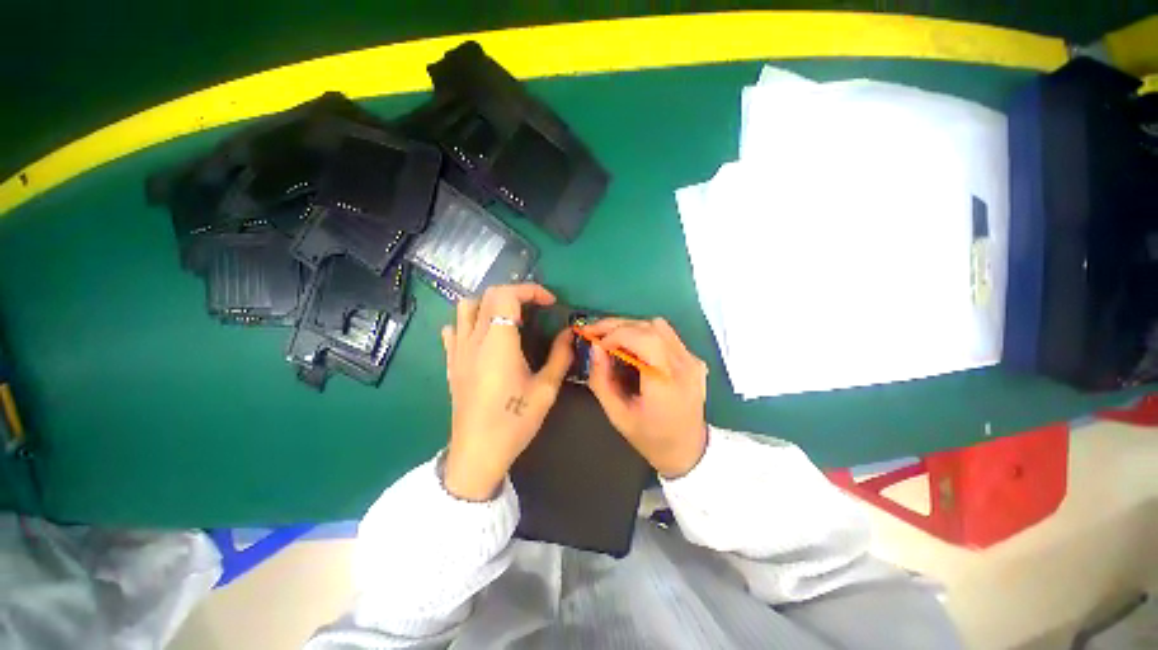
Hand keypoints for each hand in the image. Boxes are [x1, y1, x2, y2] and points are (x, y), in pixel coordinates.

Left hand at [440, 284, 572, 500]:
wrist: (478, 453)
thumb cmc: (514, 421)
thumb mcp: (546, 389)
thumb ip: (560, 356)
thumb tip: (569, 333)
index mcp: (499, 342)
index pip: (507, 295)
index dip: (531, 290)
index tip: (550, 302)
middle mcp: (474, 339)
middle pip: (489, 295)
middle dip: (516, 294)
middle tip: (535, 309)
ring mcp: (458, 350)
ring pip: (466, 307)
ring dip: (490, 303)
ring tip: (509, 318)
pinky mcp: (451, 363)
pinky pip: (454, 330)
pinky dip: (469, 322)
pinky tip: (483, 336)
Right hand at [584, 317, 708, 477]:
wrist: (688, 450)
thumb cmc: (650, 438)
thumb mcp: (617, 415)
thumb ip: (601, 380)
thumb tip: (595, 347)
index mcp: (666, 383)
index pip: (644, 339)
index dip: (617, 333)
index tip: (596, 341)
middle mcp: (684, 365)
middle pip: (650, 328)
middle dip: (618, 326)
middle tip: (596, 331)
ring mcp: (692, 360)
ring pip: (659, 326)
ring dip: (631, 327)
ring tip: (612, 338)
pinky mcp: (694, 359)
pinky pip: (667, 335)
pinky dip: (644, 333)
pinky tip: (632, 346)